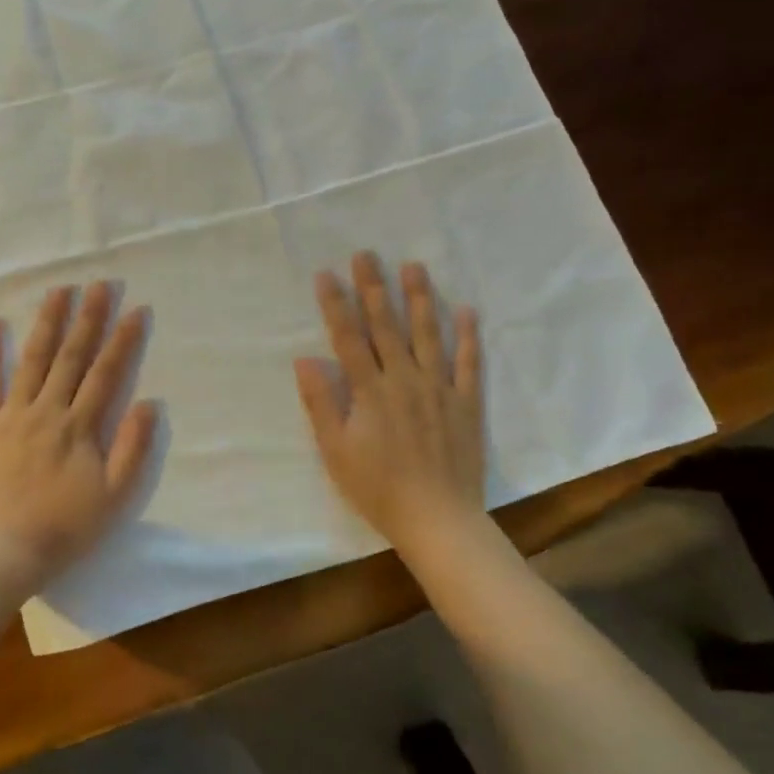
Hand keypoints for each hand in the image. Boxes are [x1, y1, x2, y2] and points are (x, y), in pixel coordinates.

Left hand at [0, 282, 155, 591]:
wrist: (1, 553)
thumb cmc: (64, 529)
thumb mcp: (113, 497)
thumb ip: (132, 448)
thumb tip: (149, 404)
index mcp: (79, 426)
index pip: (106, 373)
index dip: (123, 340)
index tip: (136, 309)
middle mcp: (47, 410)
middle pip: (71, 356)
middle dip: (88, 318)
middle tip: (100, 284)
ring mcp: (11, 414)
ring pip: (32, 359)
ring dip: (47, 323)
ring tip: (59, 290)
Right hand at [294, 252, 484, 554]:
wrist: (439, 519)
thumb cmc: (379, 488)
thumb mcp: (336, 451)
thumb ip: (322, 403)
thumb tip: (304, 359)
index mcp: (370, 390)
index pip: (348, 337)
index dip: (336, 304)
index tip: (327, 273)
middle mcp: (405, 379)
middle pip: (386, 325)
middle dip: (373, 287)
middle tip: (367, 254)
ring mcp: (439, 388)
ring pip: (428, 334)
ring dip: (420, 298)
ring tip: (414, 266)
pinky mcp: (466, 403)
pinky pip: (469, 363)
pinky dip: (469, 336)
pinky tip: (467, 310)